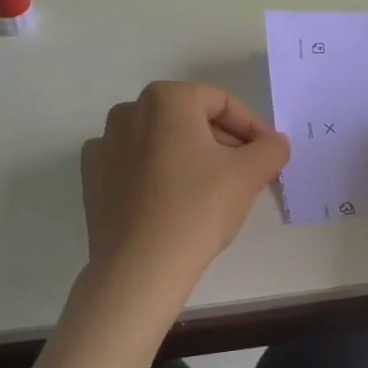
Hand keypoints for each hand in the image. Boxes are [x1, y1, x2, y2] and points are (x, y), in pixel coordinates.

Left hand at [78, 81, 290, 326]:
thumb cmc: (197, 209)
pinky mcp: (92, 177)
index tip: (269, 155)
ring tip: (214, 189)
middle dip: (223, 142)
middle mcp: (129, 110)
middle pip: (190, 119)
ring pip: (161, 141)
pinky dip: (156, 173)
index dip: (253, 128)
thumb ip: (270, 148)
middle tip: (248, 173)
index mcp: (166, 98)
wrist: (139, 269)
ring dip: (191, 156)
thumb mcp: (248, 174)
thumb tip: (275, 142)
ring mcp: (105, 144)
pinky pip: (134, 164)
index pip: (222, 103)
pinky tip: (172, 200)